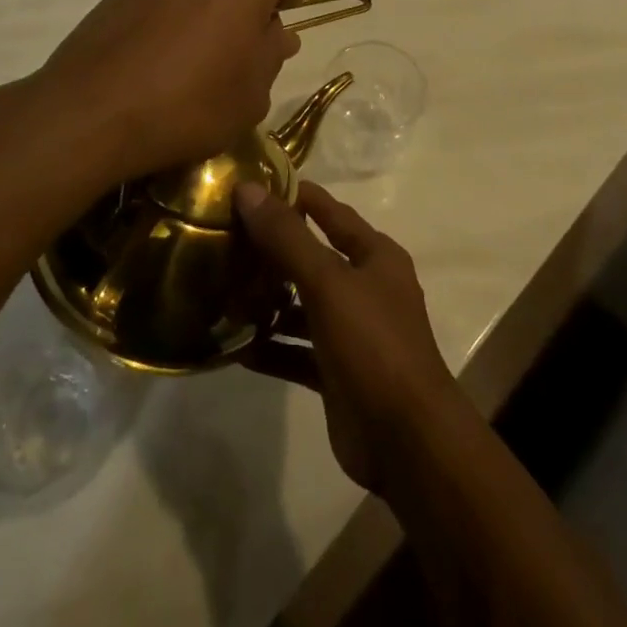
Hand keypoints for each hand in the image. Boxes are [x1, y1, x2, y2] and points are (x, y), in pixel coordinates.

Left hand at [36, 0, 303, 186]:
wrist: (93, 108)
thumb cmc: (190, 101)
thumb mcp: (252, 93)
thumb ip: (271, 54)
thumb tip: (277, 33)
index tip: (283, 23)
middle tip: (243, 42)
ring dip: (208, 0)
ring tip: (200, 47)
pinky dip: (174, 8)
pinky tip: (165, 48)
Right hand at [234, 181, 459, 492]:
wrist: (407, 442)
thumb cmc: (373, 344)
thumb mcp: (328, 282)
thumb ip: (288, 238)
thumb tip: (248, 189)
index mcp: (374, 256)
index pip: (330, 211)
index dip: (295, 196)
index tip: (250, 185)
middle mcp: (365, 287)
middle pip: (312, 257)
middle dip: (272, 249)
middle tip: (223, 236)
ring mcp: (351, 332)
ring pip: (302, 305)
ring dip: (268, 300)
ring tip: (220, 287)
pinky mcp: (336, 372)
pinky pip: (296, 350)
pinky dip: (270, 346)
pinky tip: (233, 345)